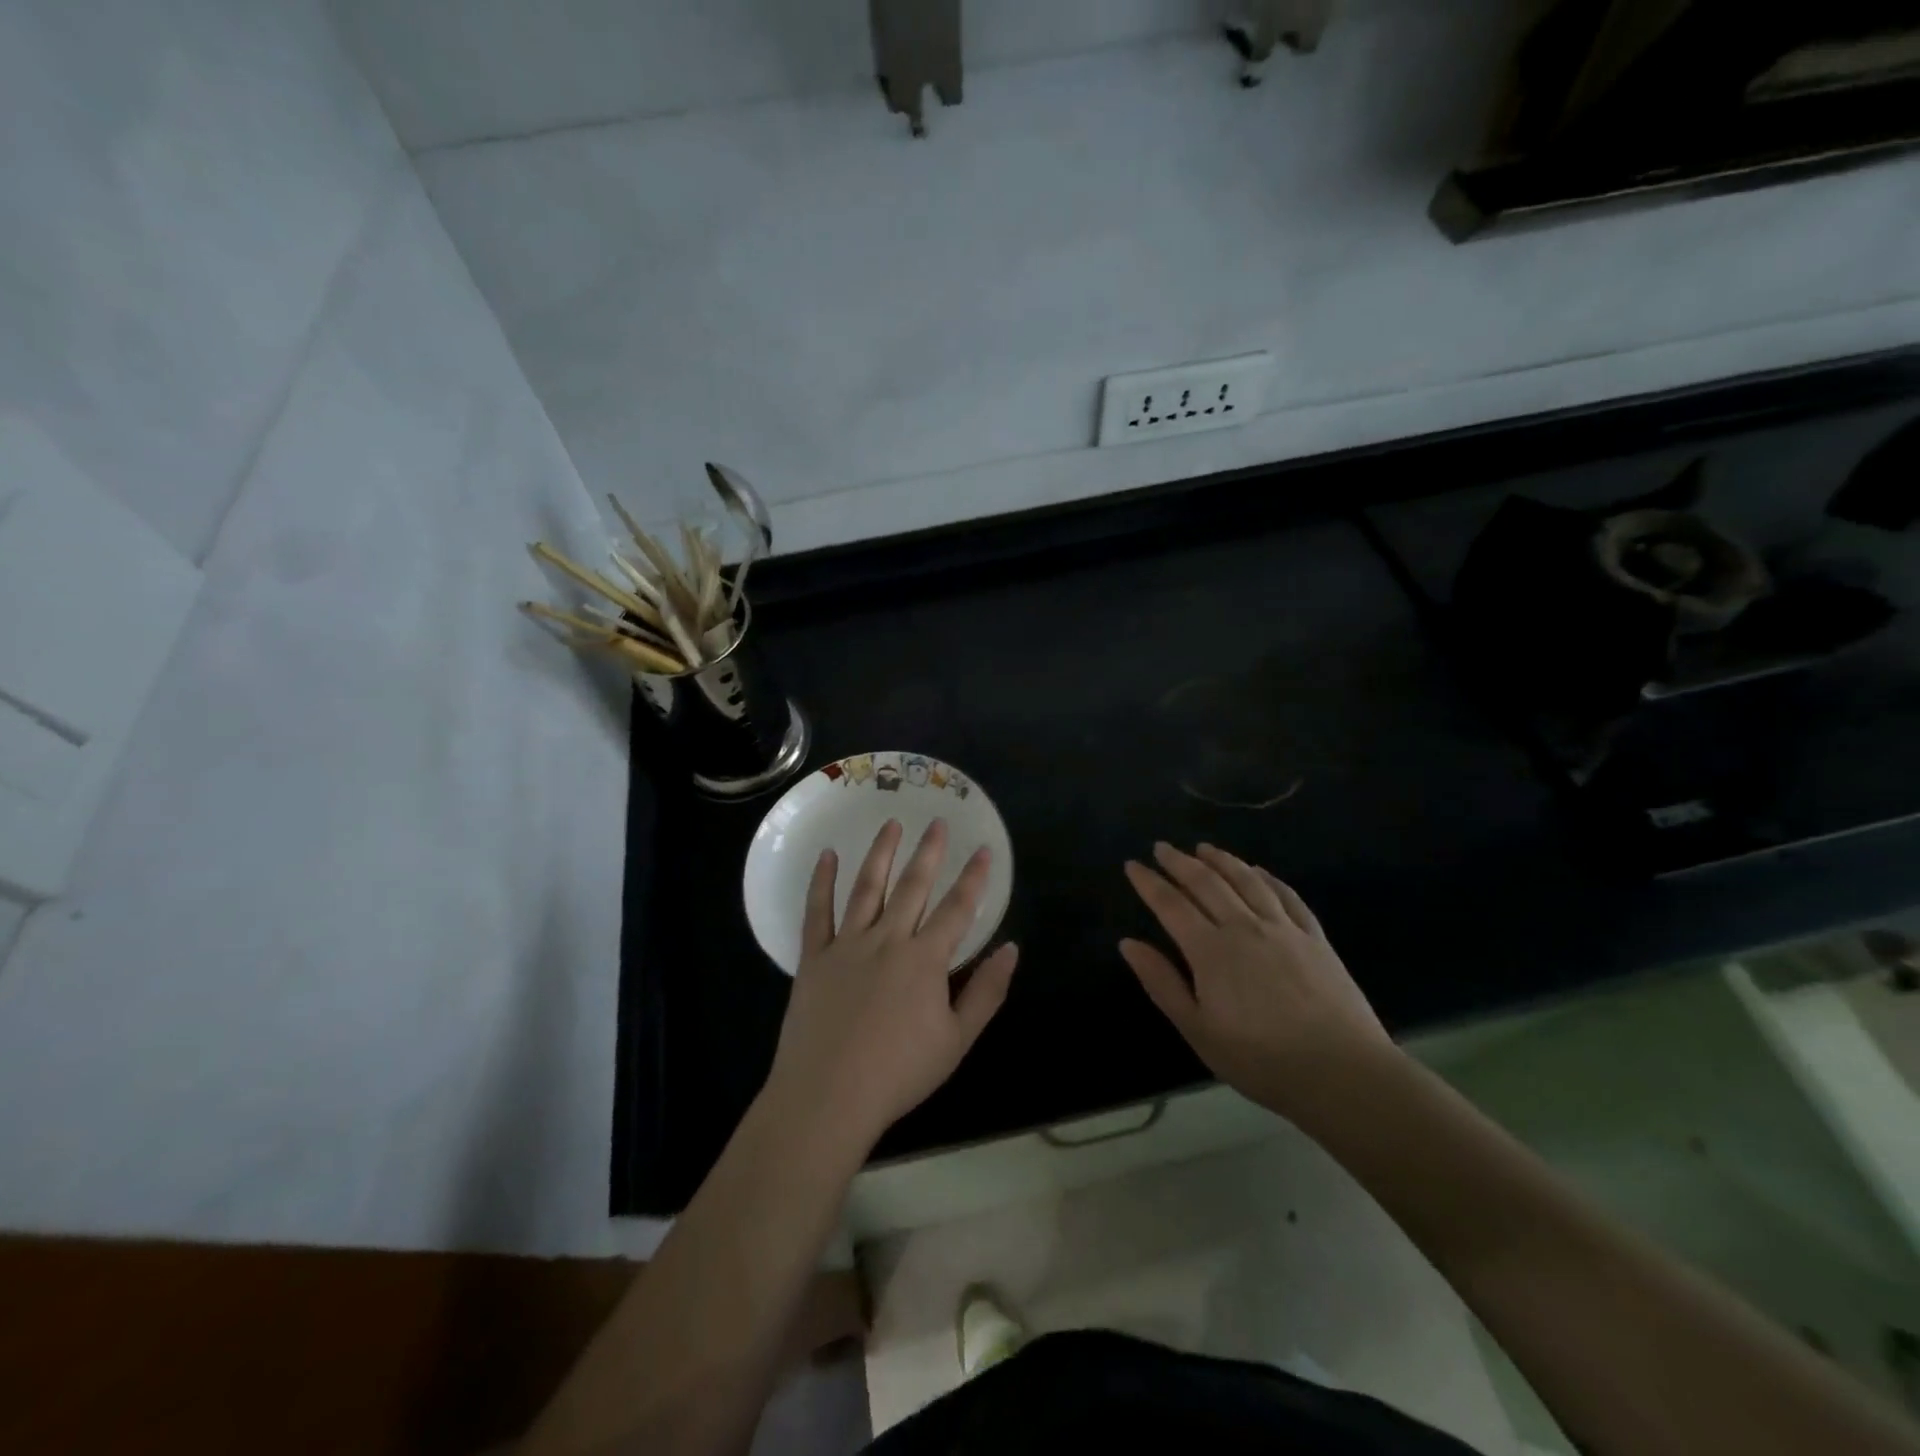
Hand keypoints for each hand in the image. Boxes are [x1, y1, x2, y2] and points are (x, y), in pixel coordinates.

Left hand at [765, 819, 1018, 1153]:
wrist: (828, 1096)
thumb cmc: (899, 1073)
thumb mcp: (957, 1041)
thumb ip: (986, 992)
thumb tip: (1011, 949)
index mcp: (925, 959)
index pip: (958, 909)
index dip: (974, 879)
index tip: (985, 851)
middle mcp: (888, 939)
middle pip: (913, 886)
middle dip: (929, 852)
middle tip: (938, 822)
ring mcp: (847, 944)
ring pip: (867, 887)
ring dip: (881, 853)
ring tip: (892, 824)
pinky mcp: (815, 956)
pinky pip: (818, 911)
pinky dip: (822, 881)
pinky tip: (827, 856)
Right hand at [1120, 842, 1394, 1122]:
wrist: (1342, 1073)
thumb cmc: (1261, 1059)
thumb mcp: (1198, 1030)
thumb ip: (1162, 983)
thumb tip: (1128, 943)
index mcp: (1210, 950)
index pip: (1171, 905)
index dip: (1149, 883)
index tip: (1132, 865)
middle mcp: (1244, 927)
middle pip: (1206, 883)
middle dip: (1179, 862)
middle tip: (1161, 847)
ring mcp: (1283, 928)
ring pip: (1246, 881)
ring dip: (1221, 860)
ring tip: (1203, 848)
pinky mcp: (1314, 938)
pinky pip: (1287, 896)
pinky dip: (1267, 878)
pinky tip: (1258, 871)